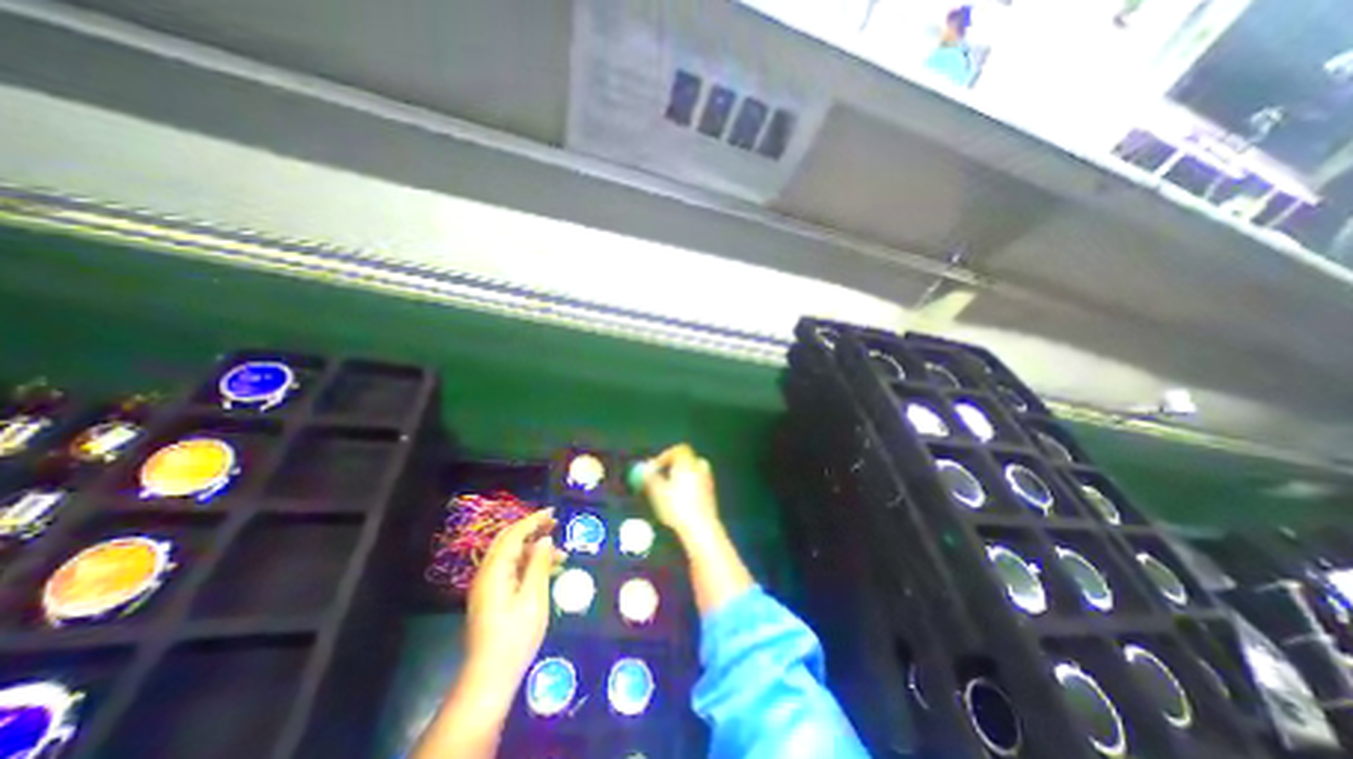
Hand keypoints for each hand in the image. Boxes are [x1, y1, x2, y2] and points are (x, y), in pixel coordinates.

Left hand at [465, 508, 560, 688]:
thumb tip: (545, 539)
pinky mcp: (491, 598)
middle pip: (508, 541)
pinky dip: (528, 564)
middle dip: (532, 530)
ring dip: (533, 549)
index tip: (553, 513)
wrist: (490, 677)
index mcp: (495, 570)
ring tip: (560, 554)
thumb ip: (539, 564)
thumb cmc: (515, 635)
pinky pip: (511, 570)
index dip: (534, 520)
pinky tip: (548, 571)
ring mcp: (487, 586)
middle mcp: (487, 573)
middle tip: (555, 525)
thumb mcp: (533, 597)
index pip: (514, 535)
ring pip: (511, 556)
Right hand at [641, 443, 724, 542]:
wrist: (701, 528)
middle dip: (673, 466)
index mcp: (689, 463)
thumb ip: (651, 477)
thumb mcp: (658, 492)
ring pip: (693, 471)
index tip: (655, 468)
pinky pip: (698, 483)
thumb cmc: (677, 507)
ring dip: (681, 476)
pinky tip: (681, 502)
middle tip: (661, 477)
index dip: (666, 456)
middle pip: (687, 459)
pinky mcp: (711, 493)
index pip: (679, 449)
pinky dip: (689, 486)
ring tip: (669, 491)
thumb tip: (646, 467)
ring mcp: (708, 480)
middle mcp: (700, 468)